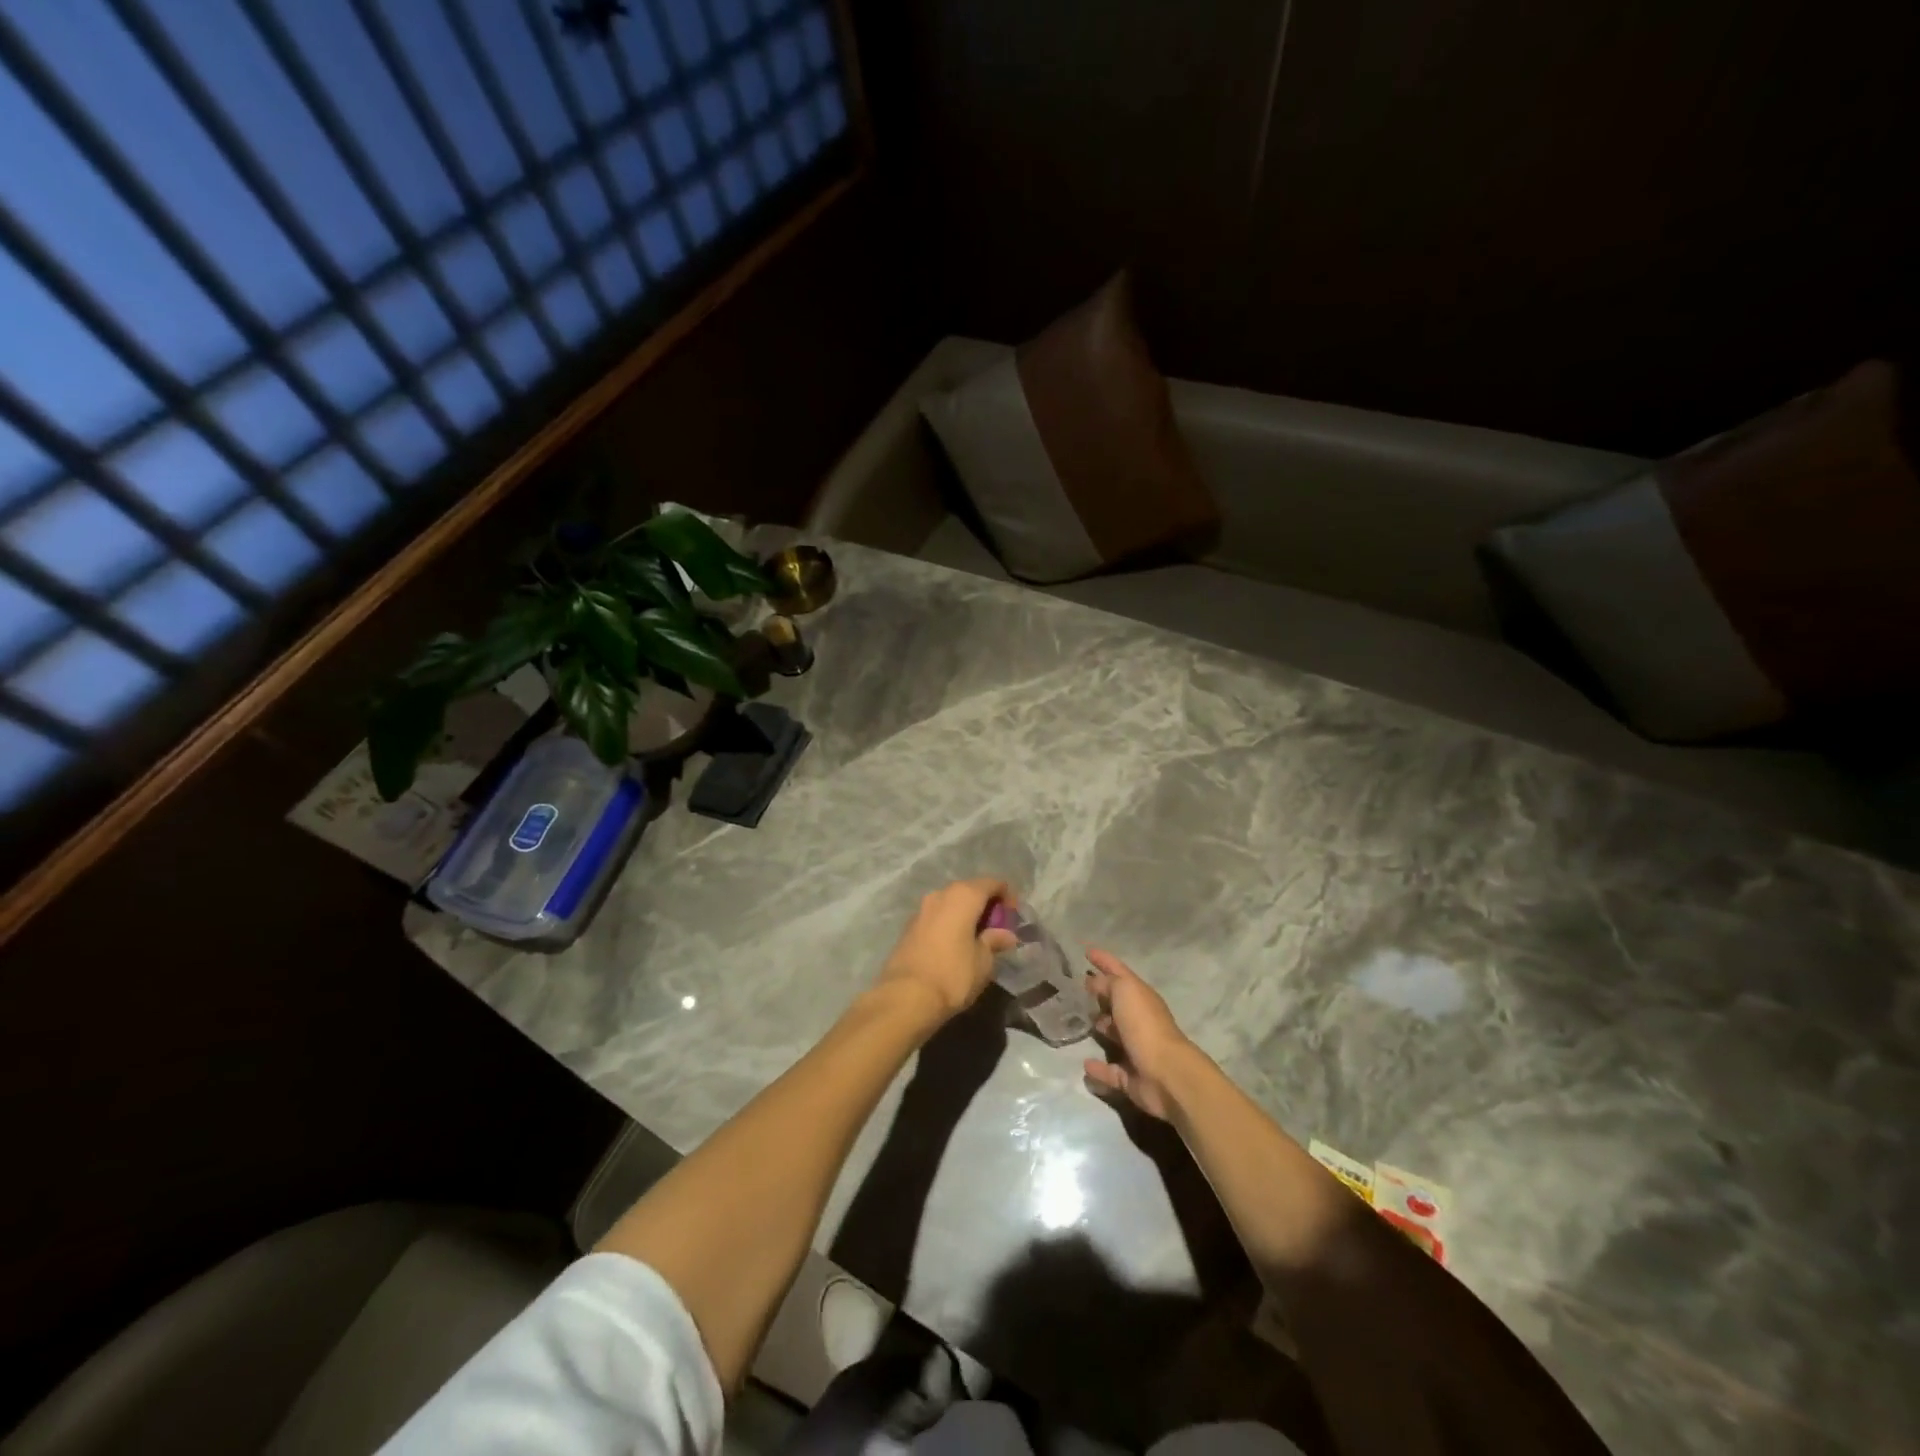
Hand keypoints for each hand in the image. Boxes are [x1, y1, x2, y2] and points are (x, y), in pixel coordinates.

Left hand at [878, 878, 1017, 1022]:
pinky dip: (950, 923)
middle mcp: (941, 894)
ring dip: (967, 914)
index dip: (1008, 896)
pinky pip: (938, 916)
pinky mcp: (909, 926)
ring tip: (977, 938)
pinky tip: (956, 945)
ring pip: (951, 903)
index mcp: (963, 896)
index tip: (1014, 918)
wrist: (906, 997)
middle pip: (970, 890)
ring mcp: (922, 909)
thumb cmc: (953, 974)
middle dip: (986, 905)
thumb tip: (1006, 935)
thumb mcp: (983, 961)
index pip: (992, 883)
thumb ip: (995, 941)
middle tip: (998, 929)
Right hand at [1081, 947, 1196, 1120]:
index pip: (1119, 972)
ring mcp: (1136, 1049)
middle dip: (1101, 995)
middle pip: (1118, 1003)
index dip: (1104, 960)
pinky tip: (1085, 1064)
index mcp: (1141, 996)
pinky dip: (1099, 1068)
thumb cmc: (1144, 1025)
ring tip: (1079, 1022)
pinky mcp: (1131, 1077)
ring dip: (1101, 1028)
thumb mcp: (1125, 991)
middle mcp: (1140, 1020)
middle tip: (1078, 989)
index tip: (1086, 951)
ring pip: (1115, 1035)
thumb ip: (1108, 982)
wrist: (1166, 1074)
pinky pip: (1111, 1071)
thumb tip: (1094, 982)